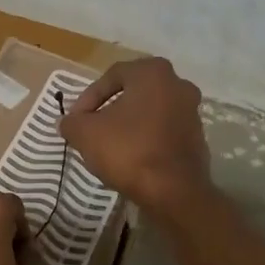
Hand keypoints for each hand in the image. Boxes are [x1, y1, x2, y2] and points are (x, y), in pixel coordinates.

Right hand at [59, 57, 212, 214]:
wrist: (173, 192)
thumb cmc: (128, 150)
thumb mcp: (85, 133)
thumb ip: (71, 122)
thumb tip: (67, 122)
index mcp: (153, 72)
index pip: (111, 76)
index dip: (88, 98)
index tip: (76, 120)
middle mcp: (178, 84)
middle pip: (132, 93)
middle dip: (108, 110)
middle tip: (90, 129)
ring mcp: (192, 112)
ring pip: (148, 112)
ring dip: (127, 125)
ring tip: (108, 146)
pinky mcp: (197, 138)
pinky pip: (162, 131)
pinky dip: (145, 139)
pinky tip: (130, 158)